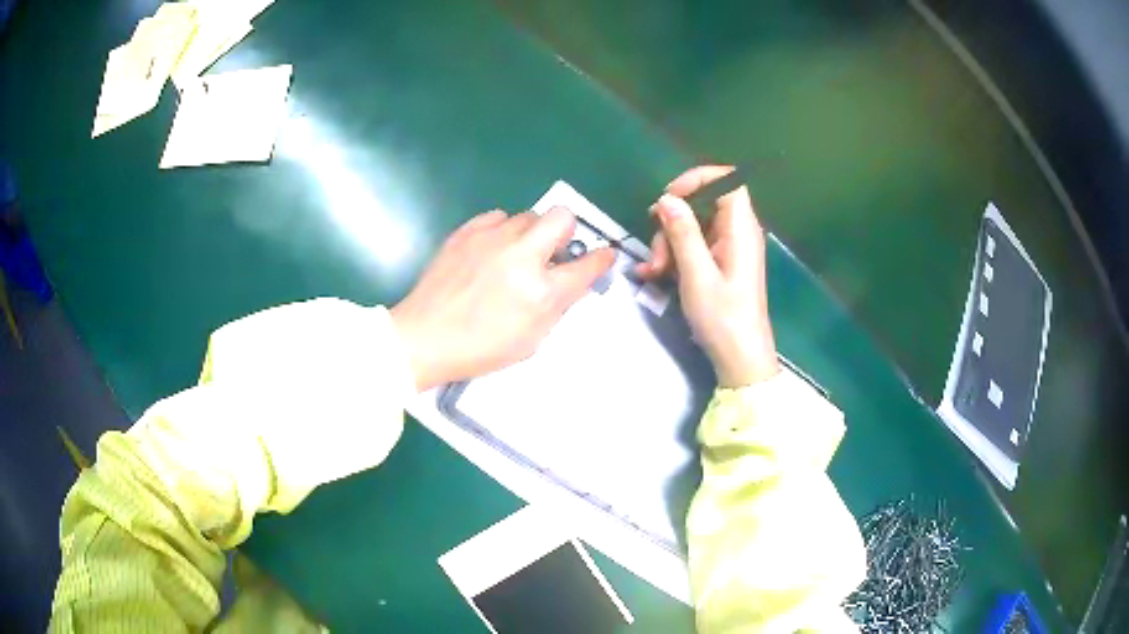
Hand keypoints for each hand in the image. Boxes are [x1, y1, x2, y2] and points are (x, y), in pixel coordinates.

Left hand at [391, 207, 615, 390]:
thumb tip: (571, 282)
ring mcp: (491, 239)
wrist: (424, 337)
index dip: (601, 259)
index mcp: (541, 291)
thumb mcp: (531, 341)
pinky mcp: (466, 231)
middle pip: (561, 217)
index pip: (587, 265)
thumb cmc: (479, 349)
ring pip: (528, 216)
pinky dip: (502, 231)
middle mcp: (521, 256)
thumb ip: (557, 307)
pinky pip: (498, 217)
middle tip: (552, 253)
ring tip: (513, 256)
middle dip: (565, 232)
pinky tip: (491, 251)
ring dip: (530, 234)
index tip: (603, 256)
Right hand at [637, 166, 779, 387]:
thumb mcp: (697, 275)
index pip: (727, 181)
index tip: (669, 198)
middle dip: (672, 221)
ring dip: (668, 243)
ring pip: (693, 227)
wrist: (740, 359)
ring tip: (654, 272)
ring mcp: (728, 250)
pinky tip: (655, 275)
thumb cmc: (723, 318)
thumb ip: (683, 233)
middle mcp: (737, 233)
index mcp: (741, 230)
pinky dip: (674, 256)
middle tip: (656, 249)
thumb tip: (667, 199)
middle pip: (702, 205)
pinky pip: (694, 247)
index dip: (697, 180)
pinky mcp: (720, 265)